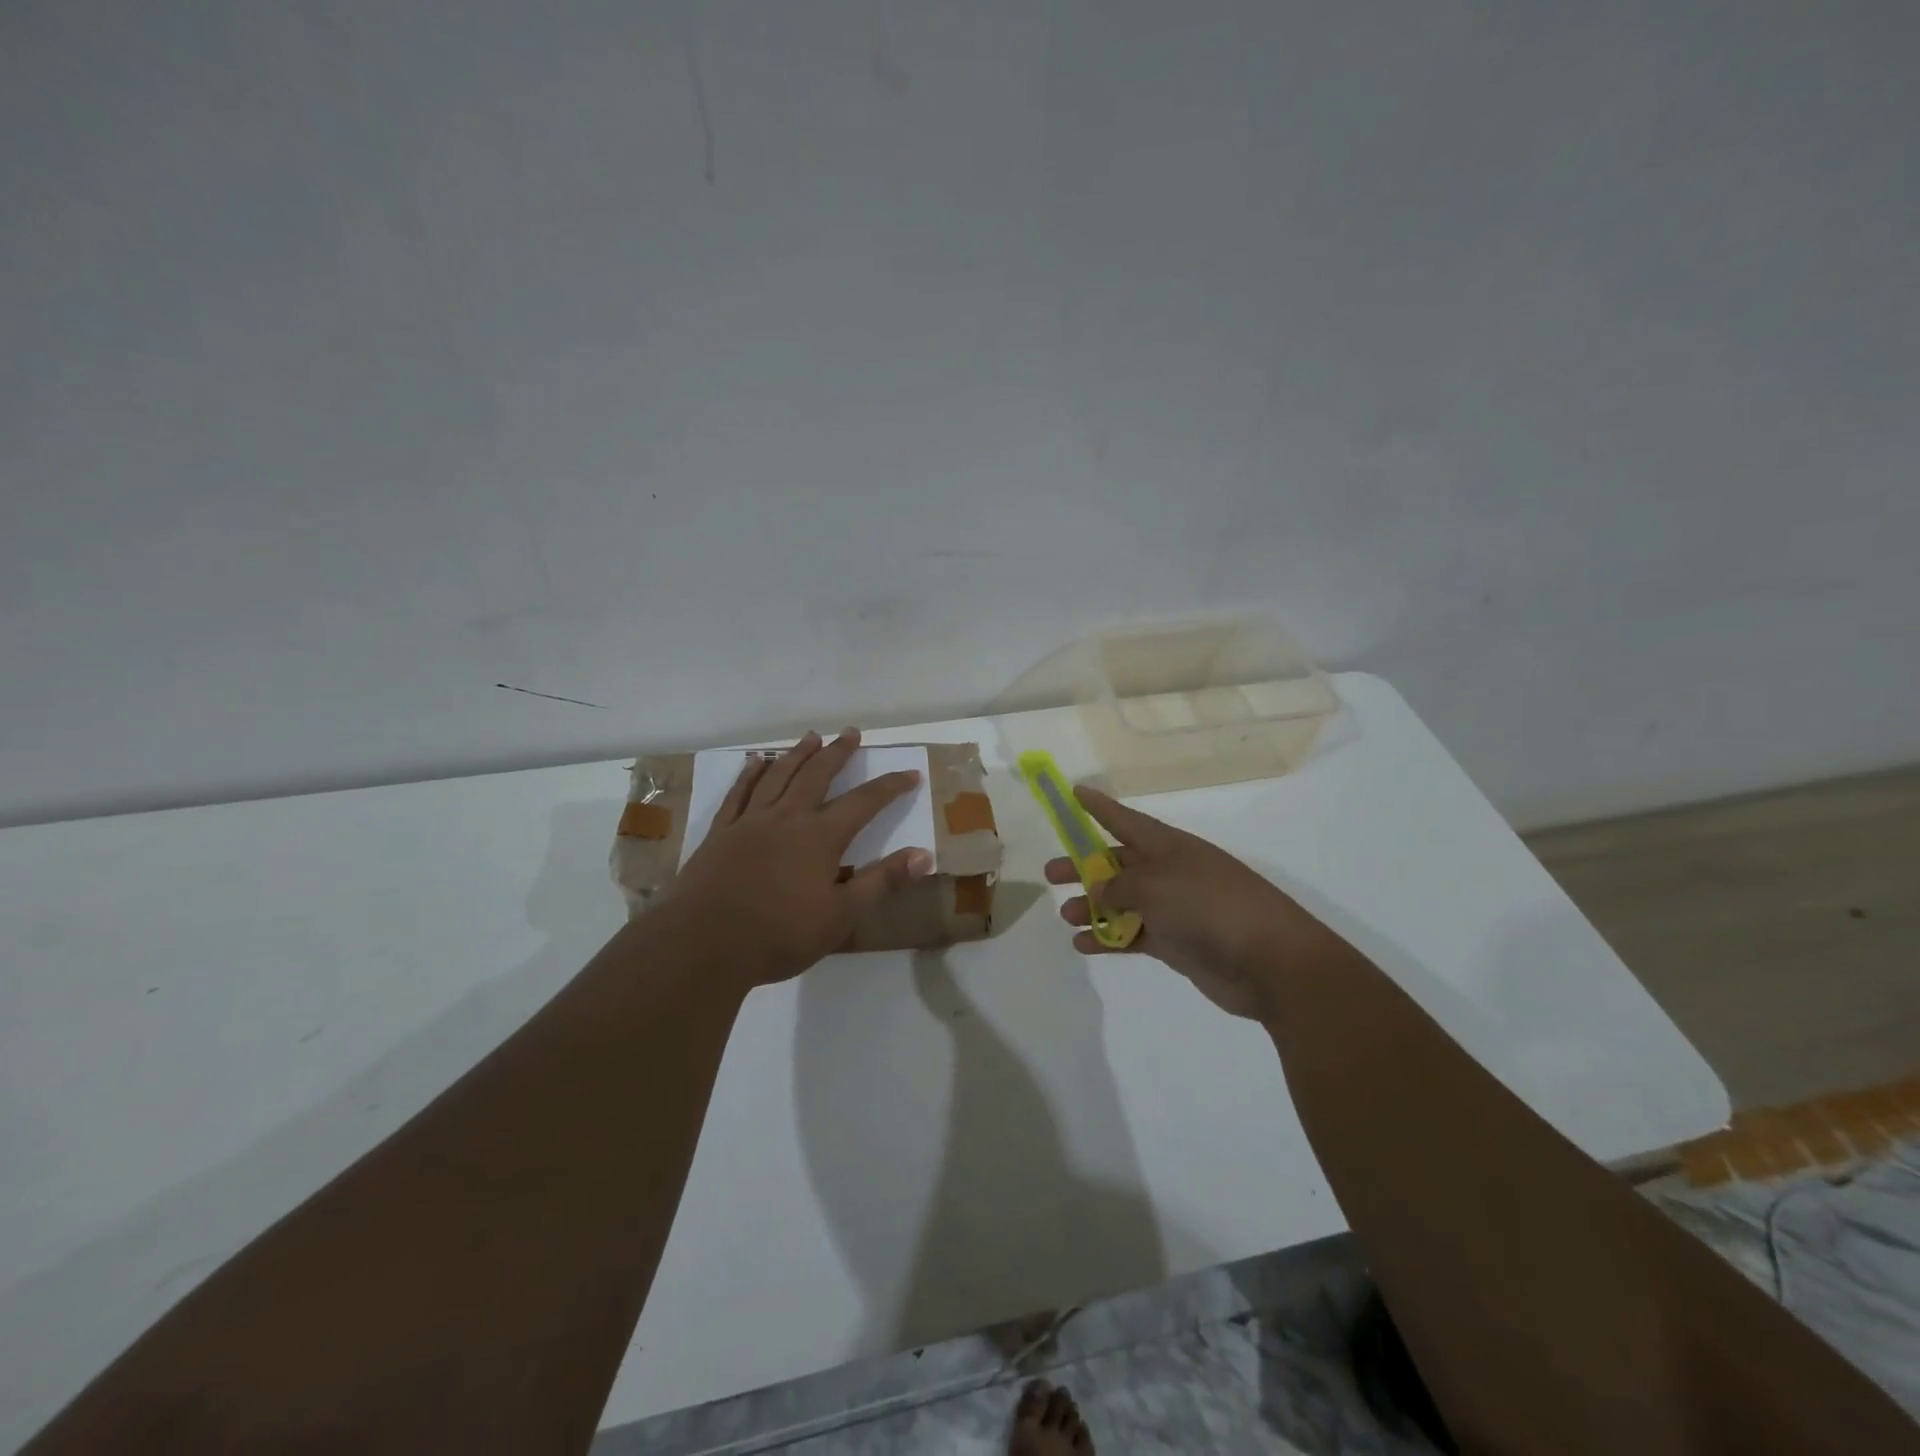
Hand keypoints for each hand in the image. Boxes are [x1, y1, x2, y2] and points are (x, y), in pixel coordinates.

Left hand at [666, 729, 932, 986]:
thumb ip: (882, 882)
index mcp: (820, 837)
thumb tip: (924, 855)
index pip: (864, 803)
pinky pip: (739, 793)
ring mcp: (749, 822)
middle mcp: (787, 818)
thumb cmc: (779, 935)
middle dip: (838, 753)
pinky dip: (750, 773)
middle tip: (851, 733)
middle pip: (817, 775)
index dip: (890, 787)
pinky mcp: (720, 833)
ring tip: (811, 737)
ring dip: (797, 754)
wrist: (703, 944)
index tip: (910, 774)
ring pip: (778, 776)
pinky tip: (756, 761)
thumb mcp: (841, 916)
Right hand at [1045, 786, 1338, 1019]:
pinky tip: (1083, 945)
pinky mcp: (1177, 943)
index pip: (1125, 819)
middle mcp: (1170, 872)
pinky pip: (1133, 935)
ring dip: (1093, 906)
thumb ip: (1119, 885)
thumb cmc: (1210, 907)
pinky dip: (1108, 938)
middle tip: (1051, 874)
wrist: (1270, 962)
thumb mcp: (1155, 885)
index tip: (1073, 792)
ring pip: (1123, 901)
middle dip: (1084, 865)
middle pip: (1117, 863)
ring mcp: (1175, 908)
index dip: (1099, 806)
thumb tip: (1100, 889)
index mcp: (1169, 847)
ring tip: (1066, 915)